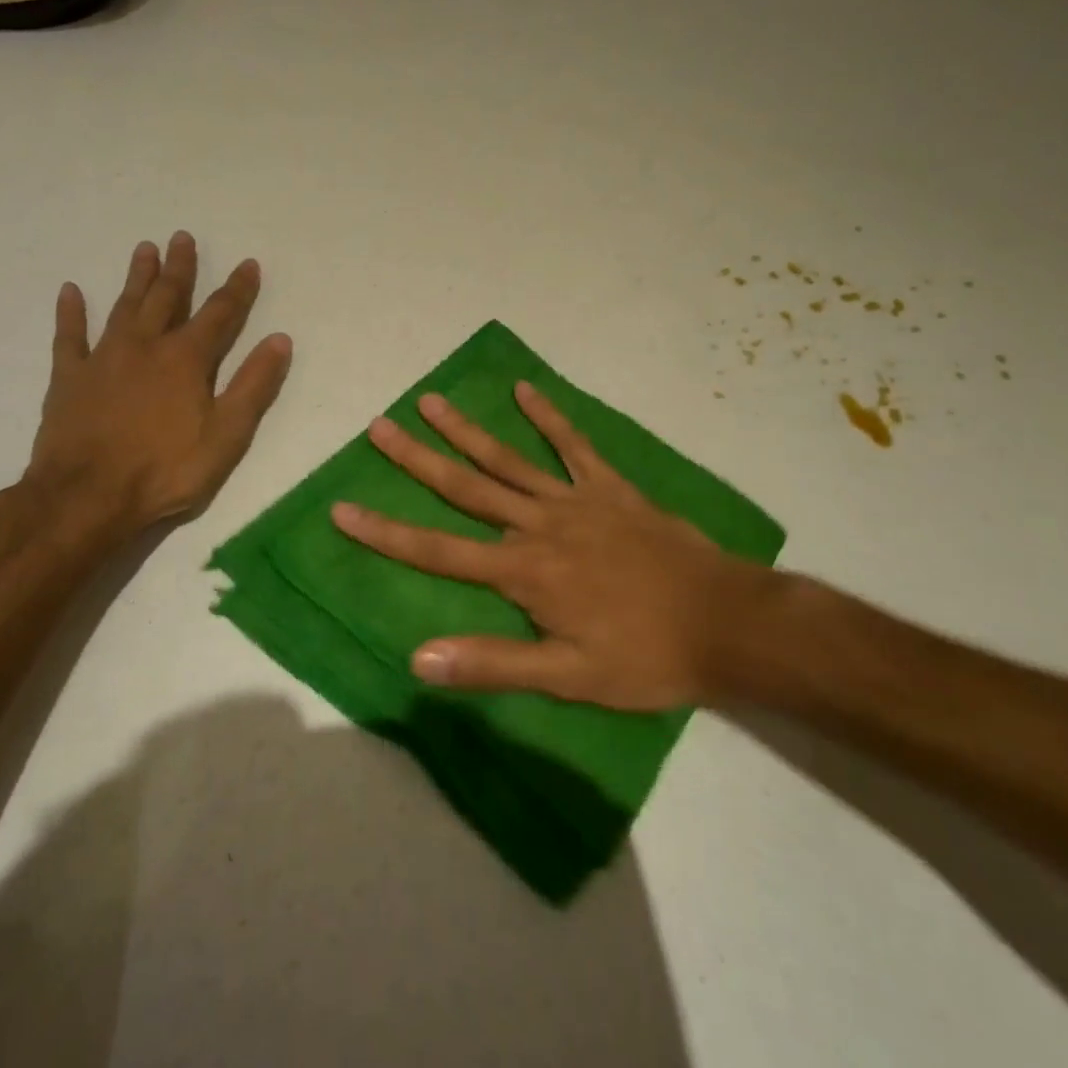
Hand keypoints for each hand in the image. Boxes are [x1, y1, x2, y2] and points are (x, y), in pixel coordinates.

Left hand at [25, 232, 291, 545]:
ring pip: (124, 307)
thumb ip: (254, 385)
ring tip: (144, 248)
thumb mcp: (227, 434)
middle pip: (168, 298)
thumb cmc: (165, 470)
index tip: (248, 263)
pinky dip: (71, 313)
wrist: (86, 497)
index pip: (220, 314)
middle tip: (182, 237)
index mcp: (187, 359)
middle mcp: (146, 346)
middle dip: (180, 268)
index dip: (237, 289)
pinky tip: (70, 291)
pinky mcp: (70, 378)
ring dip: (136, 277)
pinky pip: (70, 336)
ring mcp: (104, 358)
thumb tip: (280, 340)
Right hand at [331, 382, 804, 710]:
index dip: (387, 532)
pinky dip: (549, 417)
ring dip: (467, 430)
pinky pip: (574, 446)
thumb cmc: (645, 657)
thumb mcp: (568, 678)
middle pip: (466, 488)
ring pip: (508, 460)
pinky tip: (525, 390)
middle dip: (417, 459)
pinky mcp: (610, 488)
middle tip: (378, 426)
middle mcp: (538, 526)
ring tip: (431, 401)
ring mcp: (575, 500)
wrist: (724, 622)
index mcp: (523, 572)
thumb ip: (493, 663)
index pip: (438, 551)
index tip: (342, 509)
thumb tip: (419, 658)